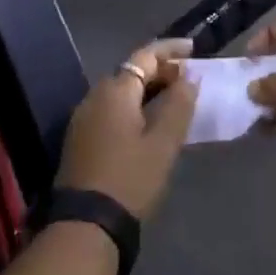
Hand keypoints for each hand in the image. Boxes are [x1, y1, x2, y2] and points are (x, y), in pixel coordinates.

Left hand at [56, 39, 198, 219]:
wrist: (86, 224)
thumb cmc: (130, 178)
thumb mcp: (163, 143)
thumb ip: (179, 104)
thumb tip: (189, 77)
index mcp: (115, 90)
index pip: (145, 56)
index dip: (171, 50)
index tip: (195, 50)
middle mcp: (94, 96)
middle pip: (131, 72)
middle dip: (161, 71)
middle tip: (189, 80)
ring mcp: (83, 118)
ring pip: (121, 92)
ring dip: (148, 90)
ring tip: (175, 101)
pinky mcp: (80, 139)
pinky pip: (112, 110)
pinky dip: (134, 108)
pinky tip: (150, 124)